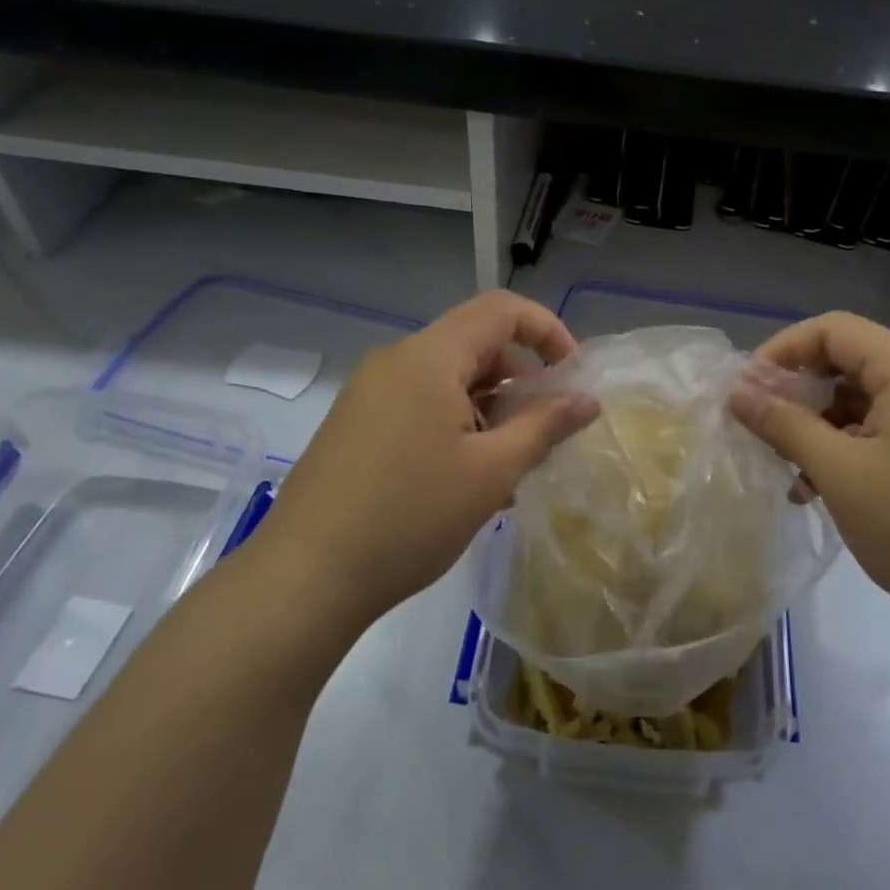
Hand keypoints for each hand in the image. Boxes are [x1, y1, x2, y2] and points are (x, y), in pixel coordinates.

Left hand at [257, 291, 597, 624]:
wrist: (302, 579)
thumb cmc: (409, 517)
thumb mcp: (491, 472)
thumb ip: (545, 426)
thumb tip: (587, 401)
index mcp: (428, 357)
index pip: (500, 310)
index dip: (546, 330)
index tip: (572, 376)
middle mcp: (396, 361)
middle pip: (475, 344)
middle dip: (520, 379)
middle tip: (544, 431)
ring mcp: (369, 393)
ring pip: (449, 380)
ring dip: (490, 408)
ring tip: (509, 467)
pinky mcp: (356, 424)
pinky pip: (421, 405)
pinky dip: (457, 425)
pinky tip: (467, 480)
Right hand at [730, 313, 889, 627]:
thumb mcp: (840, 473)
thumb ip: (785, 424)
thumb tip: (737, 393)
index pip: (834, 329)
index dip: (784, 349)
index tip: (748, 387)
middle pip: (845, 361)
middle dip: (796, 389)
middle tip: (759, 423)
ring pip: (857, 399)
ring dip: (815, 424)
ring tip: (784, 463)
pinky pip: (875, 429)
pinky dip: (841, 447)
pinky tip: (813, 488)